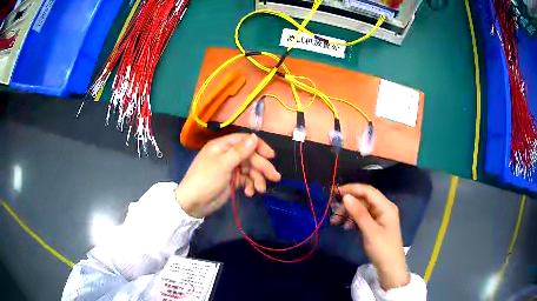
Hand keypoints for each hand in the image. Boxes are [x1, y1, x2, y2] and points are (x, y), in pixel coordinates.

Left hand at [175, 133, 280, 217]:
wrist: (194, 203)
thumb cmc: (206, 180)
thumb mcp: (223, 164)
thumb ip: (240, 151)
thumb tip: (255, 136)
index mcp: (223, 146)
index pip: (244, 141)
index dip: (259, 147)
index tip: (271, 156)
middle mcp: (227, 155)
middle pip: (250, 157)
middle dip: (262, 167)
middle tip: (275, 177)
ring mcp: (230, 168)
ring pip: (249, 170)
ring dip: (257, 179)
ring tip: (260, 190)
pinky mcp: (232, 181)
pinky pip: (245, 180)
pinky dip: (249, 186)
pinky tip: (249, 193)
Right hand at [331, 184, 409, 290]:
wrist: (390, 268)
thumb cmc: (382, 249)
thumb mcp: (370, 231)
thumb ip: (359, 213)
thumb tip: (346, 196)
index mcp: (386, 207)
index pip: (368, 191)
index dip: (352, 189)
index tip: (335, 192)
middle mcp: (384, 208)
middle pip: (364, 199)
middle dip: (348, 204)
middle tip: (333, 213)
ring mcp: (380, 217)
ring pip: (362, 208)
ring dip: (349, 213)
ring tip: (336, 222)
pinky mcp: (375, 225)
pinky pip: (362, 217)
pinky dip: (353, 220)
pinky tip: (346, 227)